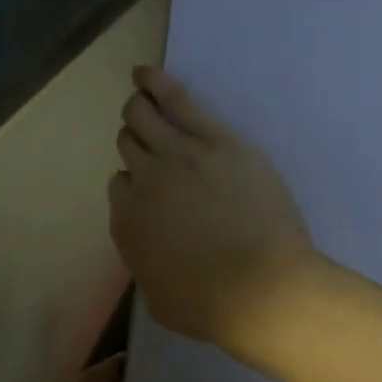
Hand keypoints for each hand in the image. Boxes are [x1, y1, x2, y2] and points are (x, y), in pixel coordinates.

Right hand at [109, 66, 316, 355]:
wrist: (260, 290)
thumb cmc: (211, 307)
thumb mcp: (159, 300)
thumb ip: (148, 266)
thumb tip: (153, 253)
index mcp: (128, 225)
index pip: (120, 188)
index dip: (134, 186)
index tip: (152, 192)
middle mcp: (143, 184)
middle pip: (128, 146)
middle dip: (135, 144)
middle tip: (152, 144)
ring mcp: (177, 157)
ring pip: (142, 117)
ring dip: (138, 109)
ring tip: (140, 95)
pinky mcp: (216, 141)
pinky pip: (177, 100)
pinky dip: (155, 83)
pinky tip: (145, 73)